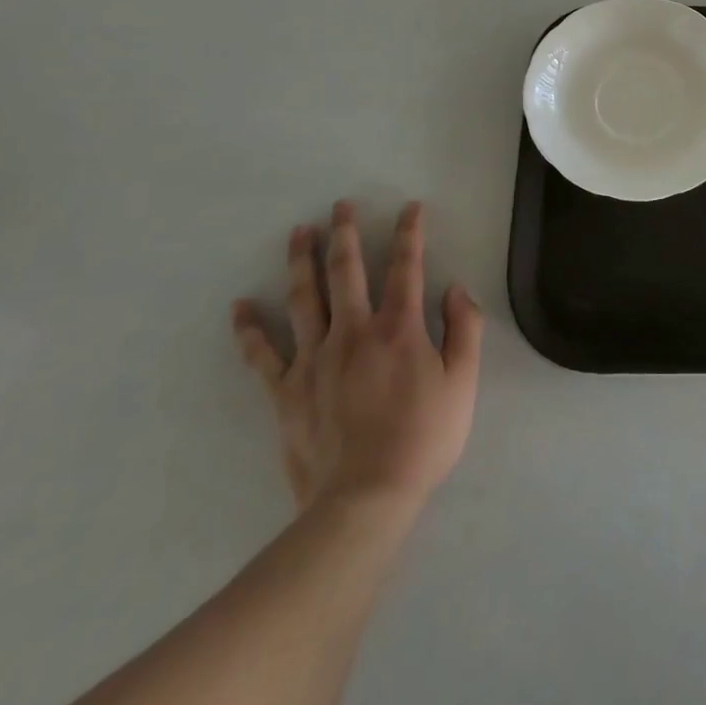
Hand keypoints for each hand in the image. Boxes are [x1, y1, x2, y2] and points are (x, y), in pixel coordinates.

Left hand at [231, 200, 482, 514]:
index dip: (410, 233)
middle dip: (345, 233)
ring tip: (298, 232)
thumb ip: (464, 329)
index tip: (410, 207)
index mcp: (399, 328)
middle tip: (340, 205)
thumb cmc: (423, 438)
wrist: (365, 499)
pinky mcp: (286, 391)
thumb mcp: (463, 383)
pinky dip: (250, 330)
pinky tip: (241, 307)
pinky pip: (263, 355)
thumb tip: (455, 289)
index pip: (406, 267)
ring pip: (304, 299)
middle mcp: (354, 332)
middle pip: (347, 271)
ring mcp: (314, 359)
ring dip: (301, 261)